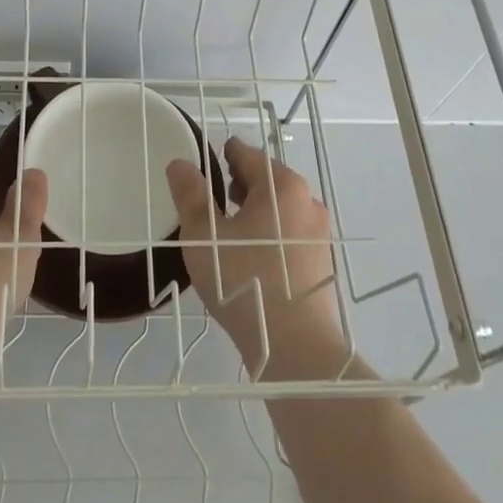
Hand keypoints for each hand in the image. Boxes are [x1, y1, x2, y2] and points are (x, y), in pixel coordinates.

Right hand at [166, 136, 350, 379]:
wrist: (295, 347)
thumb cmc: (244, 280)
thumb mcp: (205, 236)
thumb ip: (191, 195)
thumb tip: (181, 163)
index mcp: (282, 186)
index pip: (248, 154)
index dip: (224, 155)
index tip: (206, 162)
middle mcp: (307, 201)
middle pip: (268, 179)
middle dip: (240, 182)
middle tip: (214, 197)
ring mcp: (318, 233)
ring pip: (281, 208)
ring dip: (256, 209)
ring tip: (229, 228)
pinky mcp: (321, 262)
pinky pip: (290, 233)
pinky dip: (270, 232)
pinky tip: (252, 256)